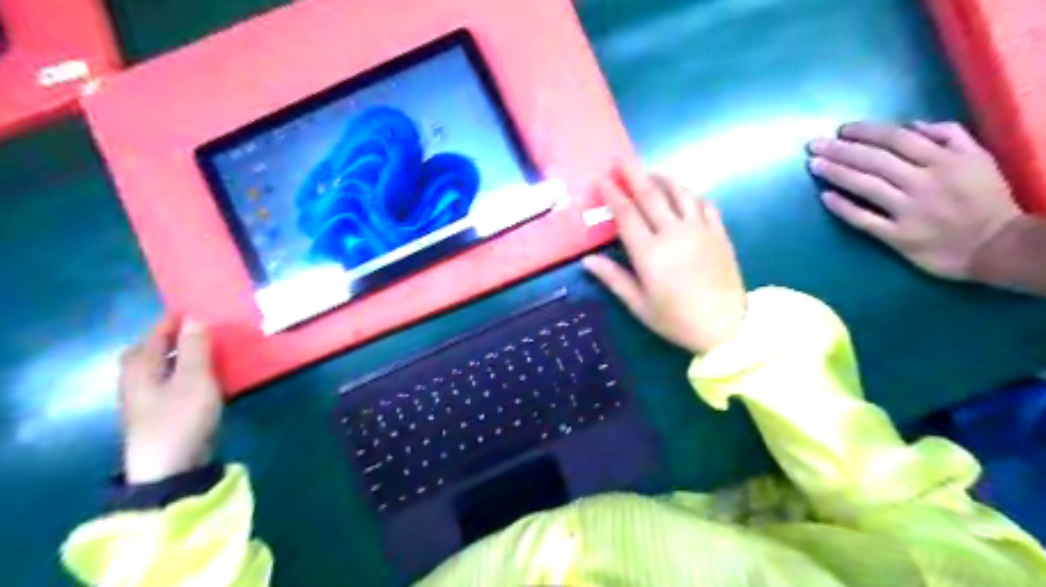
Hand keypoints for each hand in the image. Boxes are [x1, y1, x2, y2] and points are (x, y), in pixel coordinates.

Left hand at [118, 319, 218, 482]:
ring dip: (176, 354)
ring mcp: (145, 398)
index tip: (198, 308)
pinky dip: (181, 371)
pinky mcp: (159, 413)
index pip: (155, 333)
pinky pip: (168, 381)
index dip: (174, 319)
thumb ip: (195, 347)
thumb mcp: (195, 378)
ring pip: (158, 366)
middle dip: (168, 337)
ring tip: (204, 349)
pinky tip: (201, 376)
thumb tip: (195, 317)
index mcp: (140, 367)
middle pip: (147, 350)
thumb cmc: (181, 417)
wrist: (170, 467)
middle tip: (196, 328)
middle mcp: (136, 379)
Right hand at [584, 165, 746, 356]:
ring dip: (662, 178)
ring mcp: (700, 230)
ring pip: (679, 193)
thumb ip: (614, 278)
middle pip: (651, 195)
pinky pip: (703, 203)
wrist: (727, 327)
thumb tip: (587, 260)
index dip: (613, 196)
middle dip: (634, 175)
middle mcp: (674, 233)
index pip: (627, 215)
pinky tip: (682, 192)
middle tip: (622, 160)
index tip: (603, 180)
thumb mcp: (639, 305)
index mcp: (650, 253)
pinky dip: (690, 193)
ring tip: (650, 172)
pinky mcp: (718, 232)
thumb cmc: (676, 320)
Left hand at [807, 120, 1022, 279]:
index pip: (897, 139)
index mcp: (945, 160)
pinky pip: (864, 219)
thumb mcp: (979, 158)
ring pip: (866, 186)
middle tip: (814, 145)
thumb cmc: (985, 199)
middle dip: (841, 150)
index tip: (842, 130)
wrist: (996, 246)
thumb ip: (950, 136)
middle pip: (875, 160)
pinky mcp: (898, 236)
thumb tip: (911, 124)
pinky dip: (843, 207)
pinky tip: (825, 197)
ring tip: (814, 165)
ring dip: (837, 173)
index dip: (866, 132)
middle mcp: (924, 182)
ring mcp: (909, 210)